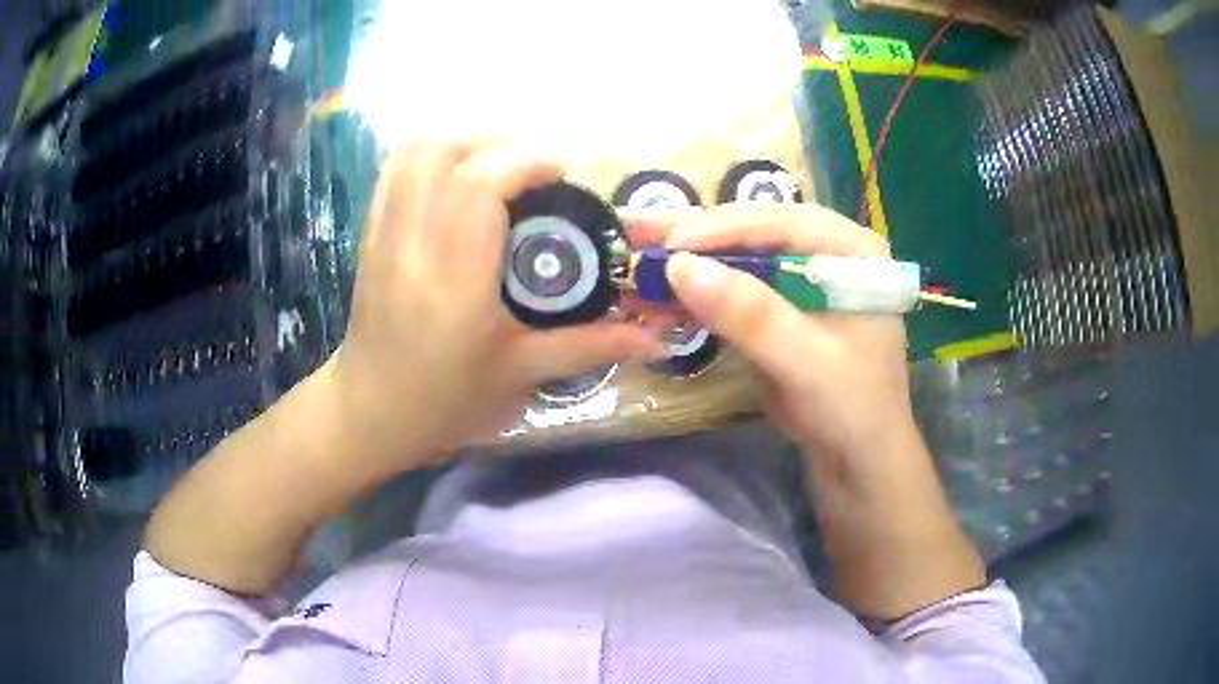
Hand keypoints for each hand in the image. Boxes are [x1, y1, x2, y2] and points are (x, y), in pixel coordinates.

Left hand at [328, 143, 664, 469]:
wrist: (370, 410)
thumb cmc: (446, 399)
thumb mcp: (522, 373)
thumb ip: (591, 345)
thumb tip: (658, 338)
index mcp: (455, 278)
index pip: (480, 184)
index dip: (526, 162)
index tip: (560, 176)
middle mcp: (413, 243)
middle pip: (445, 154)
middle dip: (498, 145)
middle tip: (533, 172)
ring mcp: (384, 234)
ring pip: (415, 153)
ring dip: (463, 144)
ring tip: (498, 167)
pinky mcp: (370, 234)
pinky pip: (395, 171)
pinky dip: (431, 157)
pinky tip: (458, 178)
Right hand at [643, 204, 918, 482]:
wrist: (858, 461)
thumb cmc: (851, 409)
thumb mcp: (806, 362)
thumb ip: (751, 314)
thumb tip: (680, 266)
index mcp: (852, 251)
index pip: (783, 222)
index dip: (725, 227)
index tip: (671, 244)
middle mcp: (827, 254)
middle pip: (756, 233)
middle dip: (698, 237)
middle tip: (640, 232)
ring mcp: (802, 282)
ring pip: (740, 260)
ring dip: (692, 263)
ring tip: (639, 258)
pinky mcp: (782, 311)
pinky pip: (736, 292)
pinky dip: (700, 295)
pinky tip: (664, 294)